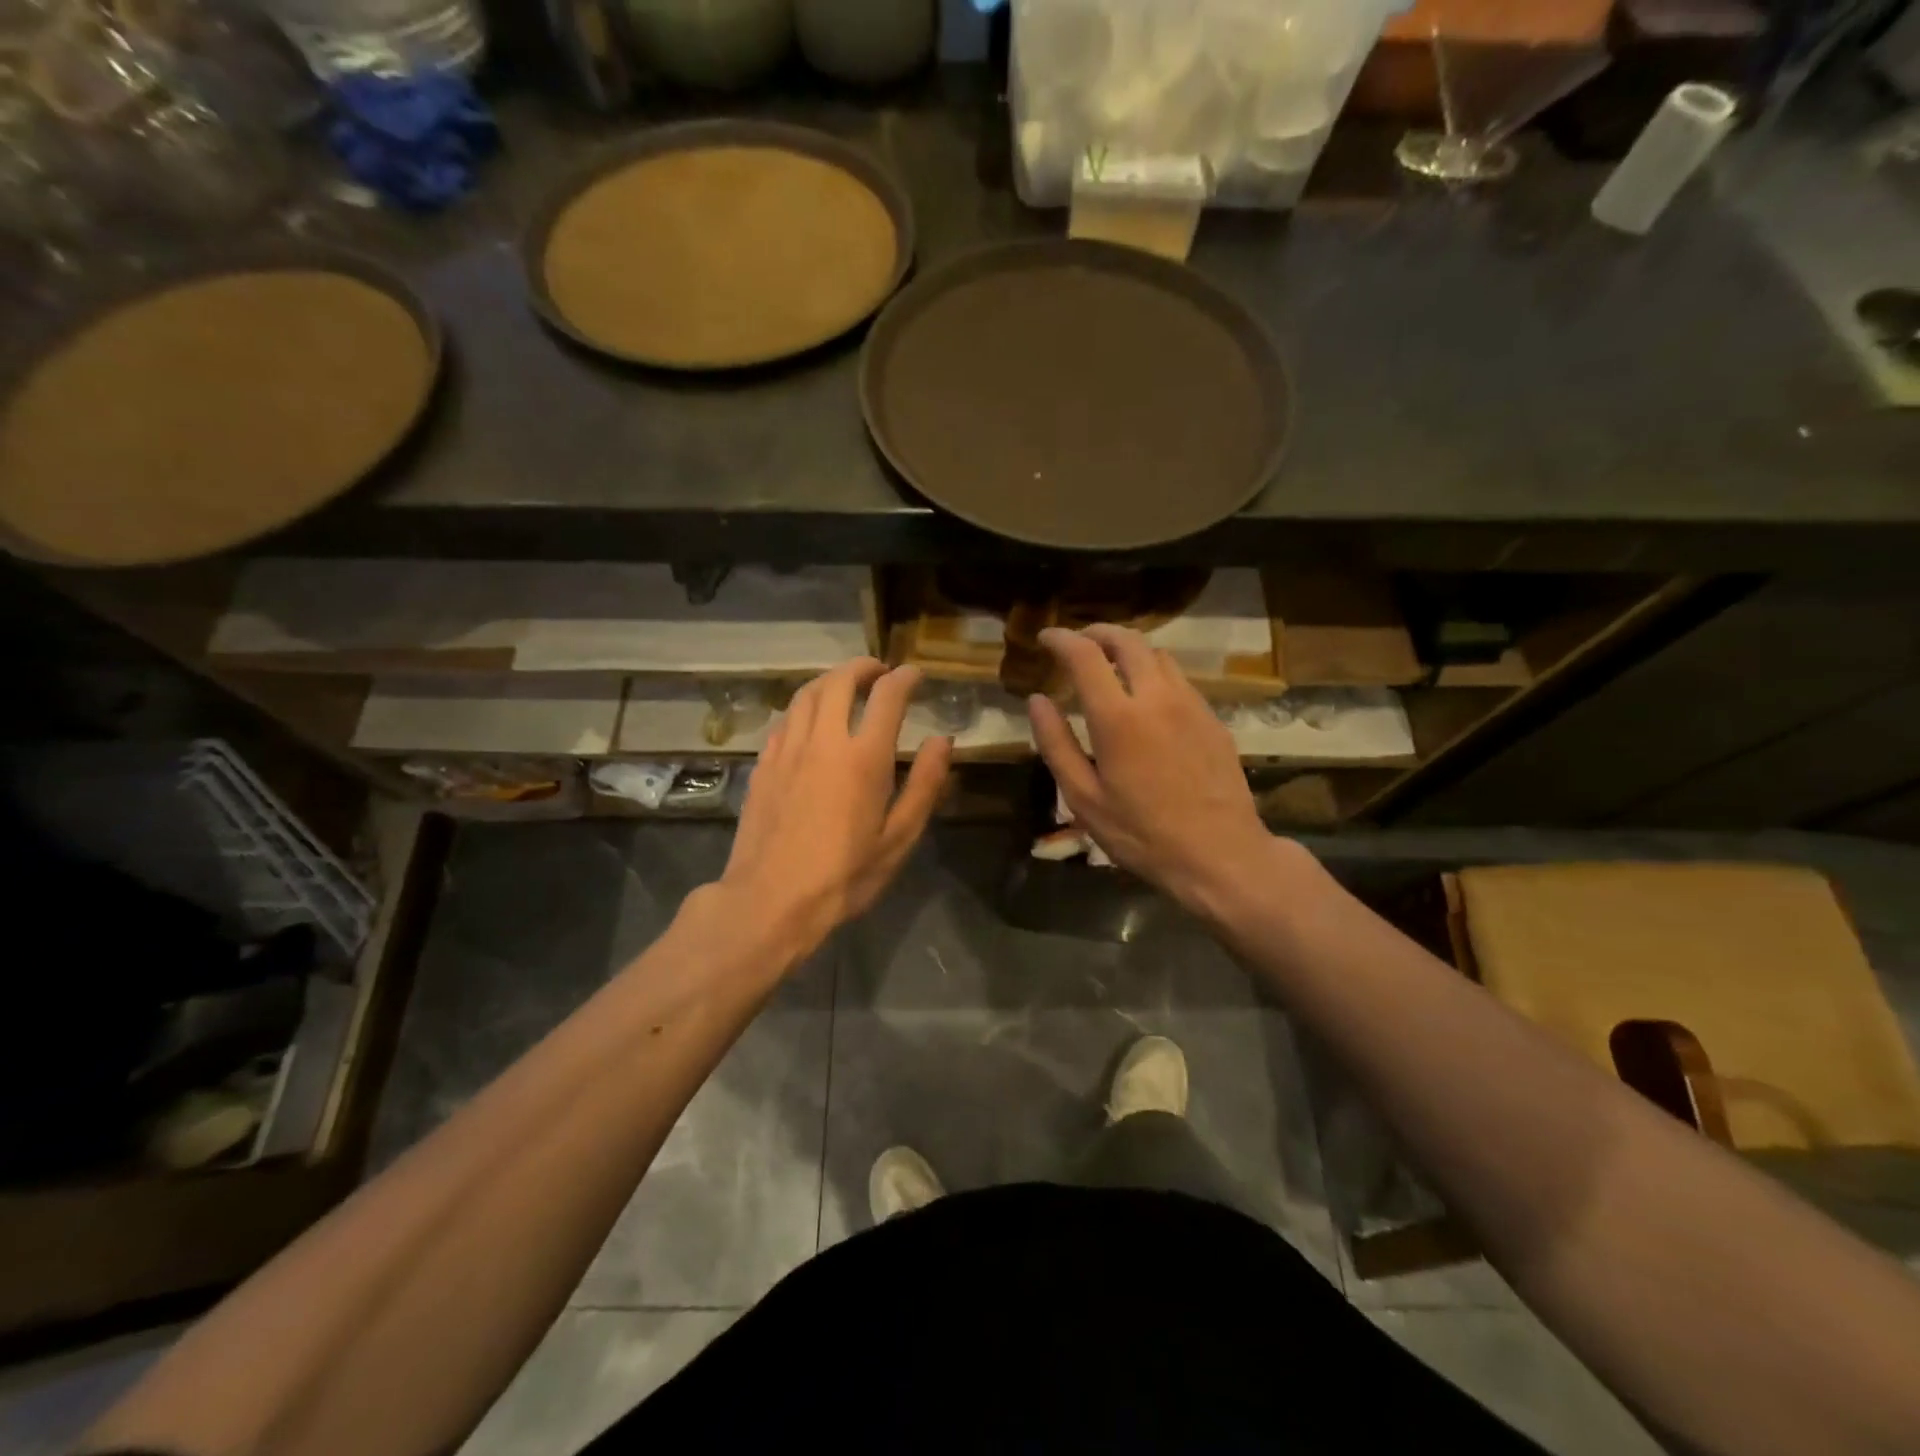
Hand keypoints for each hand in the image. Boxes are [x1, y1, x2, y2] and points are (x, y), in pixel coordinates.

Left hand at [719, 658, 951, 956]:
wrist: (771, 901)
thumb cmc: (845, 875)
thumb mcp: (899, 838)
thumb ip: (925, 785)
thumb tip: (943, 740)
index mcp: (863, 757)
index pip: (887, 696)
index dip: (904, 678)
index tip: (915, 675)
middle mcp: (822, 741)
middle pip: (838, 681)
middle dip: (862, 667)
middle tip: (879, 671)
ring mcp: (786, 750)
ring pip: (805, 695)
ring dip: (829, 681)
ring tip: (844, 686)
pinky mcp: (763, 765)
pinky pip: (785, 720)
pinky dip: (803, 708)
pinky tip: (809, 722)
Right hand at [1028, 625, 1288, 921]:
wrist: (1220, 854)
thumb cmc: (1142, 834)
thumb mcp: (1084, 798)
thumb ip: (1056, 744)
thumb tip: (1037, 701)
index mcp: (1118, 717)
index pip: (1085, 654)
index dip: (1061, 639)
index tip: (1045, 638)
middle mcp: (1157, 697)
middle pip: (1127, 641)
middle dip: (1097, 633)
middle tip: (1077, 642)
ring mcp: (1191, 704)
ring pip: (1158, 654)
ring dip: (1128, 649)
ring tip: (1109, 665)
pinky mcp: (1212, 718)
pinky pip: (1179, 678)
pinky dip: (1154, 671)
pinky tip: (1146, 697)